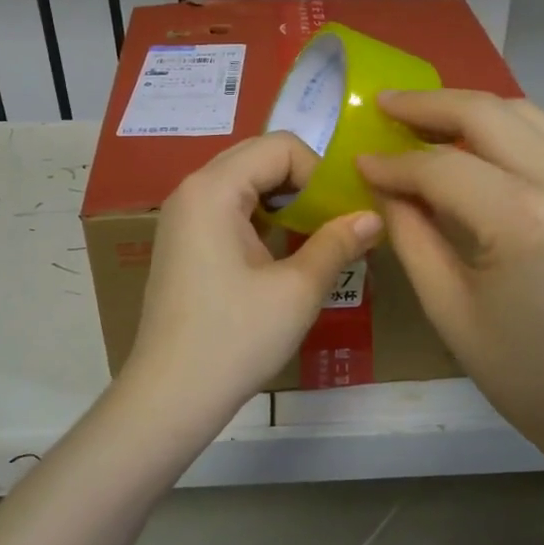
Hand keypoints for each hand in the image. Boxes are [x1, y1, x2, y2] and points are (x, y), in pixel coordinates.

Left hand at [120, 132, 381, 425]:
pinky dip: (262, 220)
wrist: (170, 397)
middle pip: (260, 159)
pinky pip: (230, 209)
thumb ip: (338, 243)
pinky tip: (283, 255)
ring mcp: (183, 216)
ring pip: (246, 184)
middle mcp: (192, 189)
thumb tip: (374, 217)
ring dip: (285, 203)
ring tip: (314, 239)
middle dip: (304, 185)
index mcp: (213, 188)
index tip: (341, 216)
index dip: (320, 174)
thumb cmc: (235, 339)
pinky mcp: (183, 241)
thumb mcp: (297, 290)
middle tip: (334, 223)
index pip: (281, 147)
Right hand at [357, 91, 543, 456]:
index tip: (359, 160)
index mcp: (522, 222)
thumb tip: (383, 185)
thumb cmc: (523, 371)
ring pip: (522, 113)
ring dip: (468, 109)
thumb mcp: (448, 307)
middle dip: (428, 105)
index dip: (393, 162)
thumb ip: (410, 234)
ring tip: (423, 119)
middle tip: (386, 105)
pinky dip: (503, 129)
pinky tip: (472, 145)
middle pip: (487, 114)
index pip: (442, 167)